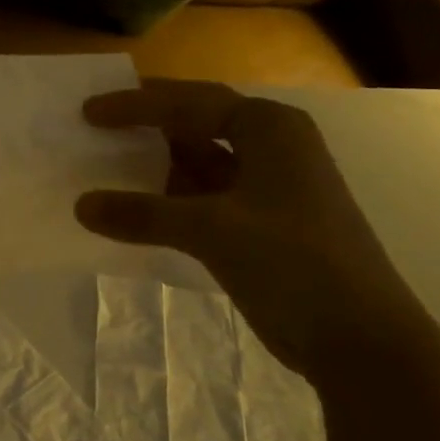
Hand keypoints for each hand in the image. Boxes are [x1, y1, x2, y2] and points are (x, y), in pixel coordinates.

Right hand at [75, 81, 435, 382]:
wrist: (359, 338)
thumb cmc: (294, 262)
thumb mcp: (212, 230)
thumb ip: (143, 214)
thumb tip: (80, 206)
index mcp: (270, 129)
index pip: (190, 102)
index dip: (135, 105)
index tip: (88, 112)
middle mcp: (271, 148)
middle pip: (195, 124)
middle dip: (146, 125)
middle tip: (96, 126)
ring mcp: (266, 189)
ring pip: (198, 163)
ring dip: (154, 166)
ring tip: (103, 166)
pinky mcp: (258, 225)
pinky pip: (201, 199)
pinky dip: (167, 201)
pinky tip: (134, 210)